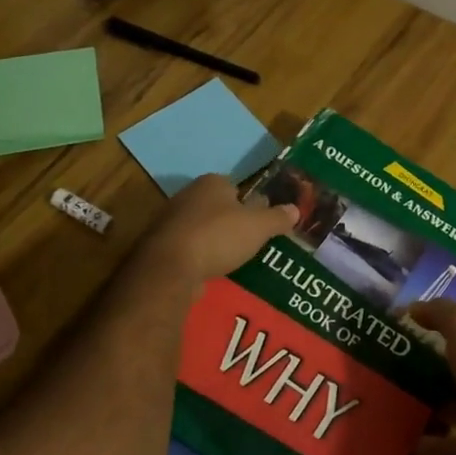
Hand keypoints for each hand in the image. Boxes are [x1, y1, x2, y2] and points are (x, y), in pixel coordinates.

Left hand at [132, 174, 297, 287]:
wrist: (170, 268)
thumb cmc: (218, 237)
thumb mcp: (258, 227)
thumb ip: (277, 217)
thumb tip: (295, 209)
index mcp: (211, 182)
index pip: (235, 187)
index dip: (249, 203)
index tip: (259, 222)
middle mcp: (188, 195)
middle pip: (217, 207)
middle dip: (231, 222)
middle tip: (249, 242)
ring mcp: (170, 221)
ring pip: (201, 229)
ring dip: (214, 242)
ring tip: (232, 260)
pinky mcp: (160, 247)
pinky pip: (188, 249)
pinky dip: (199, 258)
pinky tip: (210, 272)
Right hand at [410, 301, 455, 454]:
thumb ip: (440, 313)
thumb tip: (413, 307)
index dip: (442, 322)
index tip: (407, 326)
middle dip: (434, 364)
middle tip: (394, 365)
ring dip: (434, 403)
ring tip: (397, 401)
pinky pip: (454, 444)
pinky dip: (434, 444)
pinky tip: (408, 440)